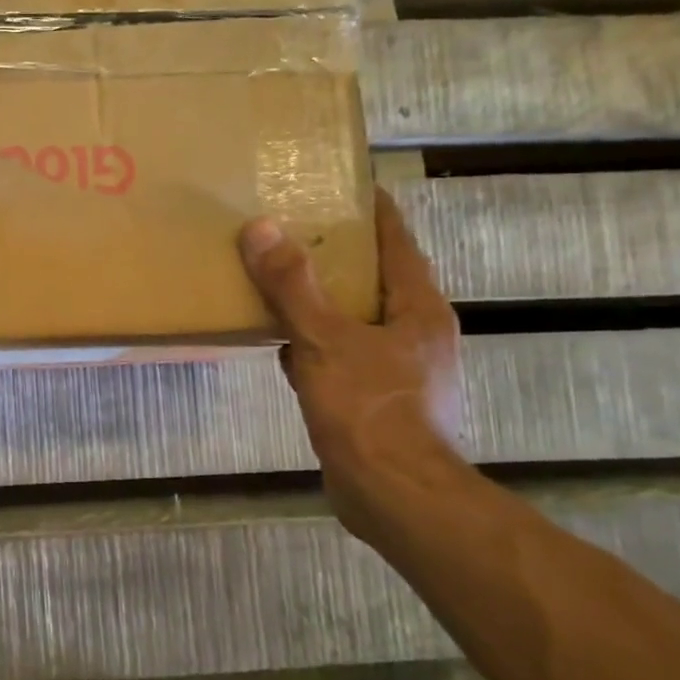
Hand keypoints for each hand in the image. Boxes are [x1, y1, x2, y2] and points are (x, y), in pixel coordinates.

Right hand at [239, 189, 466, 542]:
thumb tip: (261, 228)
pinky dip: (314, 347)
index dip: (370, 209)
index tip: (340, 183)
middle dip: (338, 256)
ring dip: (322, 303)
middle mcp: (416, 333)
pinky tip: (282, 348)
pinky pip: (341, 357)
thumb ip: (293, 286)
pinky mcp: (377, 401)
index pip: (396, 240)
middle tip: (293, 231)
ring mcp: (399, 370)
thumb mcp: (324, 340)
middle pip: (374, 279)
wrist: (394, 496)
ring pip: (355, 320)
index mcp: (418, 308)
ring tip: (280, 284)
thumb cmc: (369, 409)